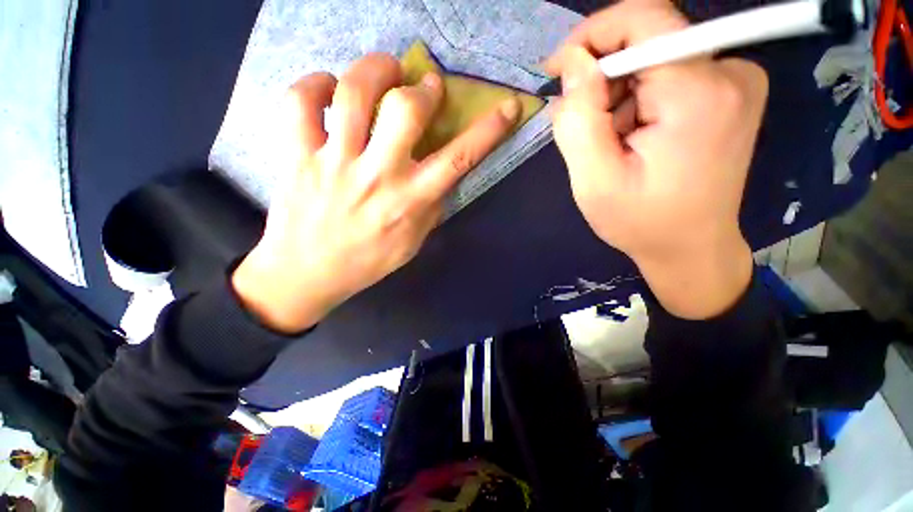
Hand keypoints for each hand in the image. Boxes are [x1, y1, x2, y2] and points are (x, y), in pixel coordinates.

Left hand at [232, 54, 520, 332]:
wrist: (308, 273)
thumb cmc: (368, 262)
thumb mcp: (412, 243)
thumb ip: (431, 208)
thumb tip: (444, 177)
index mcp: (410, 201)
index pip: (458, 158)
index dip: (488, 129)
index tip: (507, 106)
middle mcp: (377, 176)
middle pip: (405, 110)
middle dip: (423, 87)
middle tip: (424, 85)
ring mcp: (334, 162)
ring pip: (353, 93)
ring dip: (375, 69)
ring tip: (383, 71)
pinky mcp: (298, 156)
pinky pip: (299, 102)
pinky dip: (315, 83)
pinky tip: (328, 90)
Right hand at [545, 0, 767, 318]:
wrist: (690, 248)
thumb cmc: (640, 222)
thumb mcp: (595, 180)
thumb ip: (579, 119)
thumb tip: (574, 64)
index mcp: (698, 93)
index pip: (645, 20)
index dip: (592, 35)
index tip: (558, 69)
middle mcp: (728, 72)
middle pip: (647, 40)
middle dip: (602, 79)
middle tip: (584, 127)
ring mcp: (734, 80)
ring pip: (653, 59)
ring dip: (618, 96)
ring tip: (611, 144)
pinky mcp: (727, 92)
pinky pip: (667, 74)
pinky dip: (637, 101)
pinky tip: (632, 139)